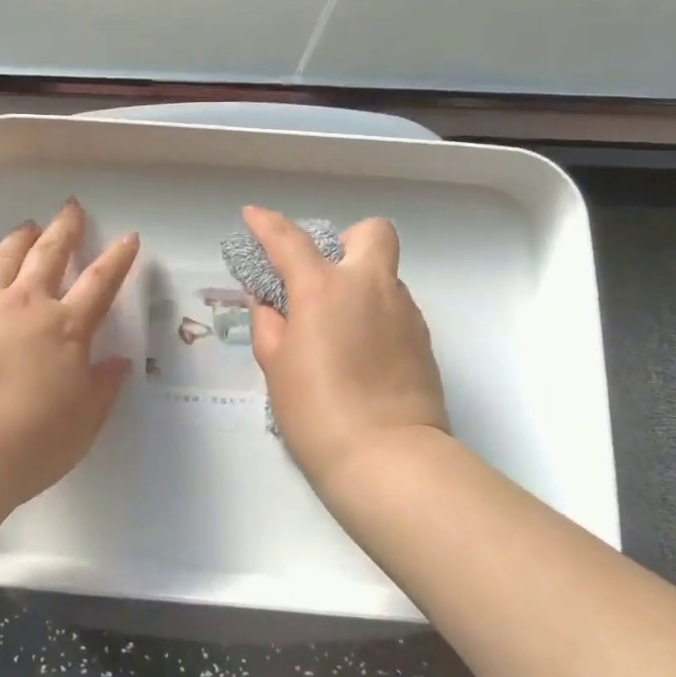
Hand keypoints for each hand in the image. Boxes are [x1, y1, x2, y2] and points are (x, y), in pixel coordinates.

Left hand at [0, 200, 139, 509]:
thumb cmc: (28, 444)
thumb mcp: (82, 424)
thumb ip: (102, 388)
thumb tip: (117, 362)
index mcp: (65, 328)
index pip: (100, 282)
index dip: (117, 258)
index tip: (128, 238)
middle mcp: (25, 306)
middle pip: (49, 253)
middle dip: (65, 228)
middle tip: (70, 207)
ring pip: (4, 259)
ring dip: (20, 239)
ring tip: (27, 227)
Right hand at [241, 205, 447, 489]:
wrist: (389, 459)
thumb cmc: (317, 411)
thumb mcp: (276, 367)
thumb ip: (269, 325)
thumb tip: (270, 305)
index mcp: (324, 288)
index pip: (290, 240)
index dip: (266, 224)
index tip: (252, 216)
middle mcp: (370, 287)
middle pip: (371, 232)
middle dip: (346, 240)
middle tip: (323, 275)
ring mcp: (404, 311)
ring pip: (384, 274)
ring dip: (360, 285)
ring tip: (338, 328)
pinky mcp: (423, 339)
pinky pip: (396, 308)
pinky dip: (376, 315)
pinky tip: (361, 352)